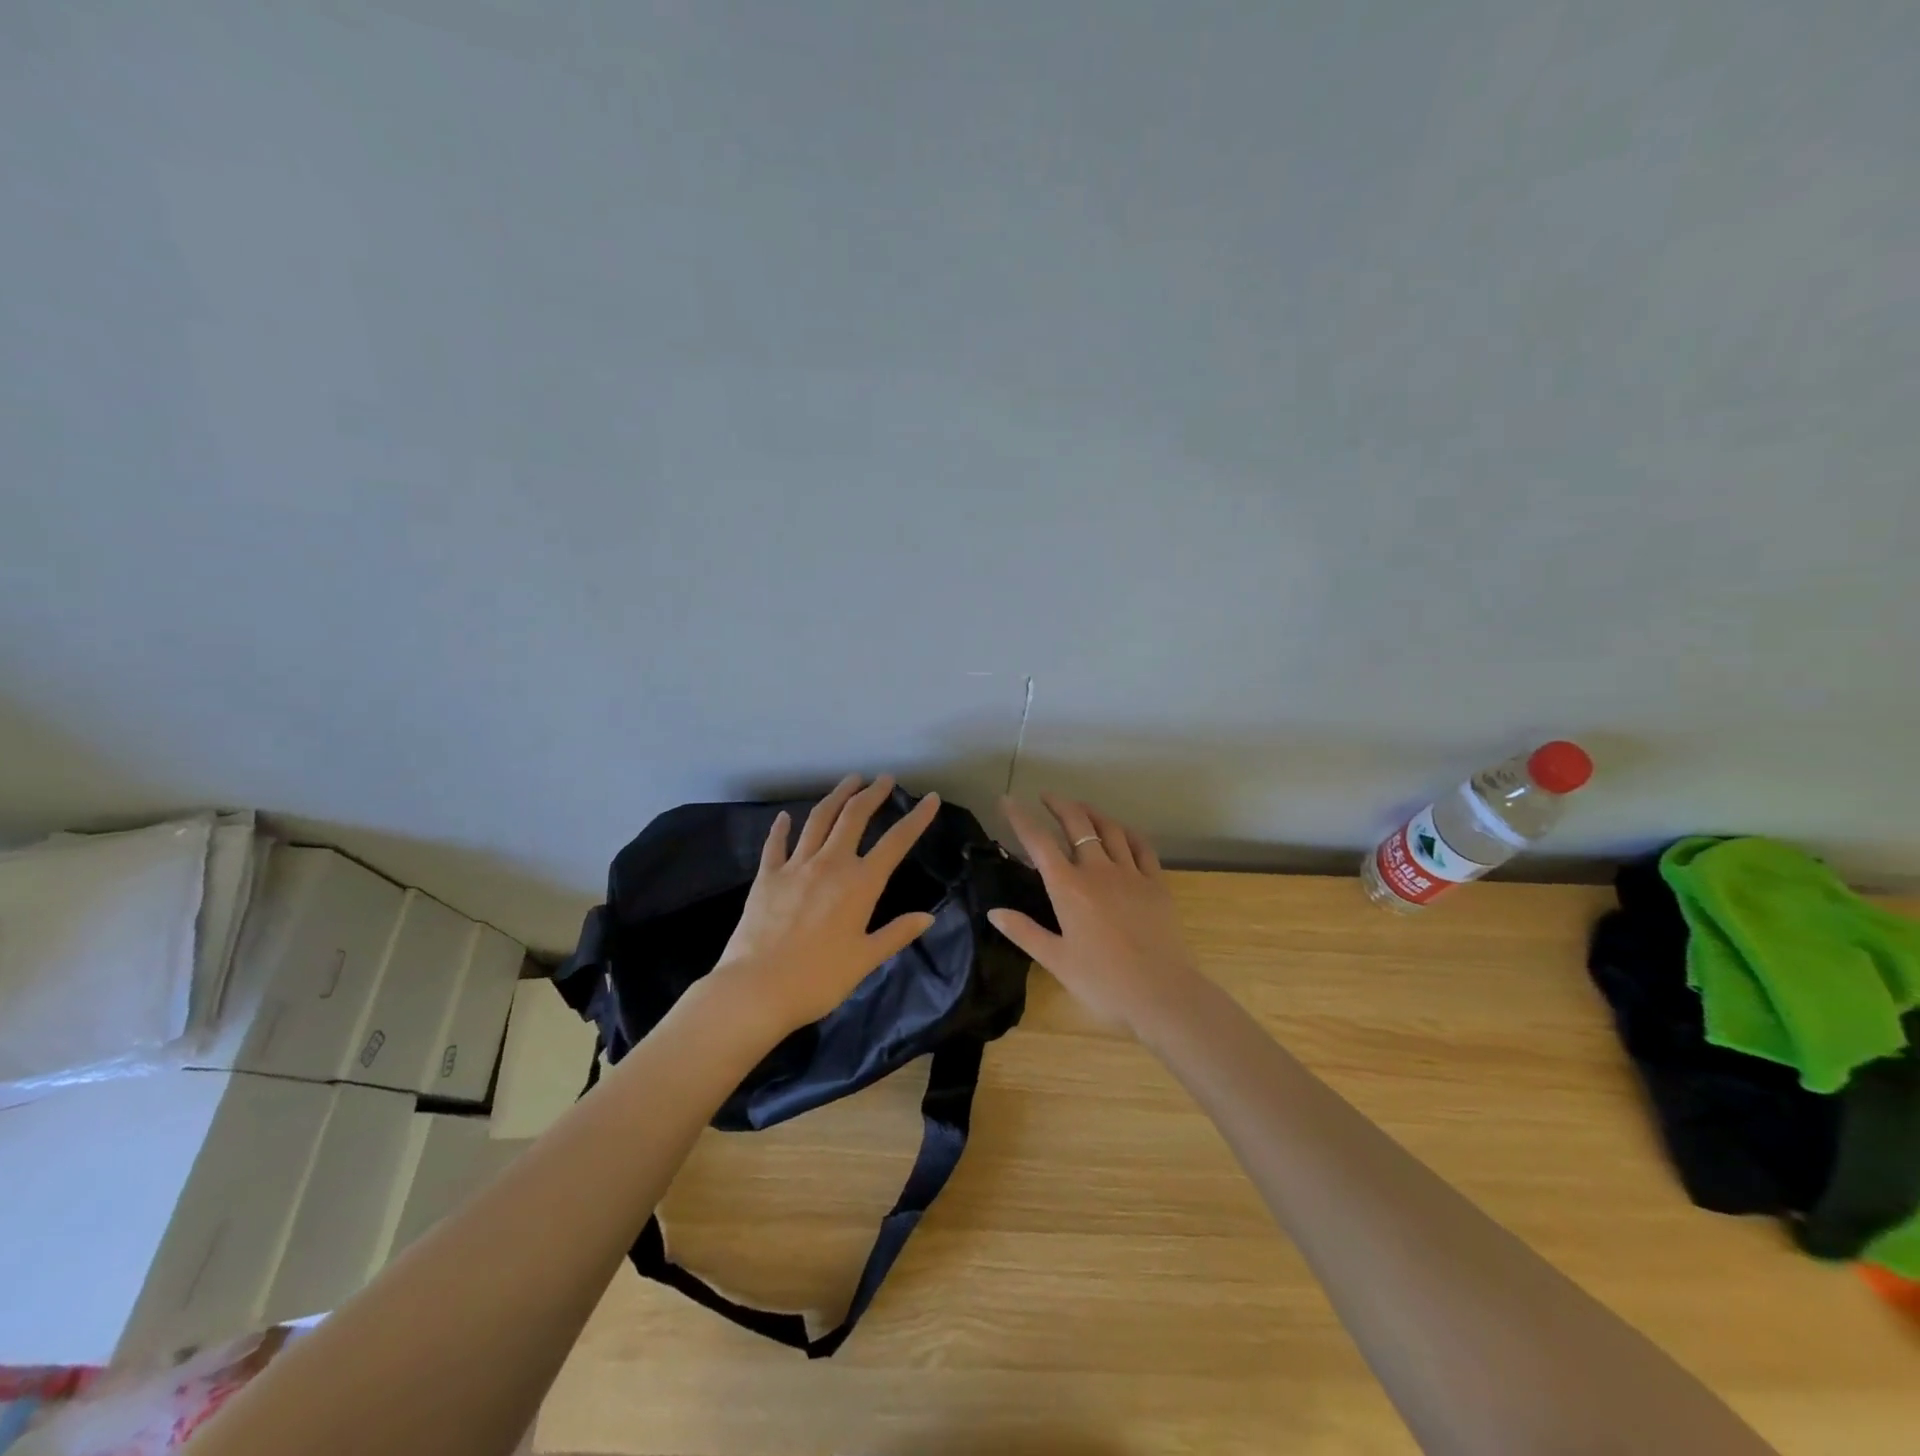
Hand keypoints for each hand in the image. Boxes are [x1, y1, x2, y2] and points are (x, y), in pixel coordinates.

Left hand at [710, 774, 940, 1033]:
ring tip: (849, 780)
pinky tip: (784, 817)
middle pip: (854, 817)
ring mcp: (796, 866)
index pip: (896, 842)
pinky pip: (776, 844)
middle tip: (884, 778)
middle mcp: (830, 864)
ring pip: (818, 819)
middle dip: (872, 793)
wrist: (758, 988)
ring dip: (836, 796)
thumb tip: (928, 917)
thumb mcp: (866, 959)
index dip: (916, 818)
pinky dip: (782, 828)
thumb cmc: (819, 978)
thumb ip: (897, 933)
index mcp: (860, 884)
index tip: (930, 798)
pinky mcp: (767, 876)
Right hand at [987, 793, 1203, 1037]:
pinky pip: (1142, 847)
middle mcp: (1098, 871)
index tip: (1007, 800)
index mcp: (1068, 888)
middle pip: (1077, 824)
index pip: (1038, 842)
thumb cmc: (1103, 982)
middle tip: (1046, 795)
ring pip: (1110, 829)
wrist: (1162, 994)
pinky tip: (1122, 831)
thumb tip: (994, 911)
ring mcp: (1131, 874)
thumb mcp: (1056, 961)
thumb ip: (1024, 932)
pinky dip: (1128, 832)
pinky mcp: (1157, 884)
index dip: (1020, 818)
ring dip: (1092, 813)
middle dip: (1059, 805)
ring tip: (1080, 807)